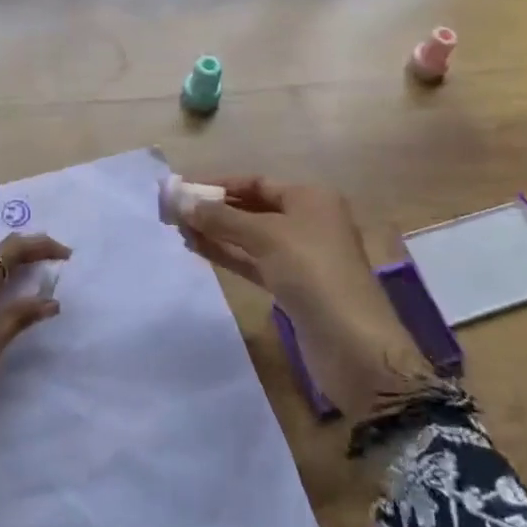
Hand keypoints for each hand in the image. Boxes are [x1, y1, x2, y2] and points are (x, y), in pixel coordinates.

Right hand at [178, 176, 424, 416]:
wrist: (353, 344)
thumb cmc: (312, 272)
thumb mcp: (265, 236)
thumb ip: (221, 218)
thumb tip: (181, 200)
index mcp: (311, 198)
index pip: (257, 182)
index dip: (219, 184)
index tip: (182, 189)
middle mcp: (308, 221)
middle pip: (253, 208)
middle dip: (215, 208)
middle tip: (173, 210)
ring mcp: (300, 257)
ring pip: (250, 237)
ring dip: (217, 232)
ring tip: (177, 228)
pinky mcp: (292, 287)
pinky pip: (253, 262)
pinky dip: (228, 254)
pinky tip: (197, 249)